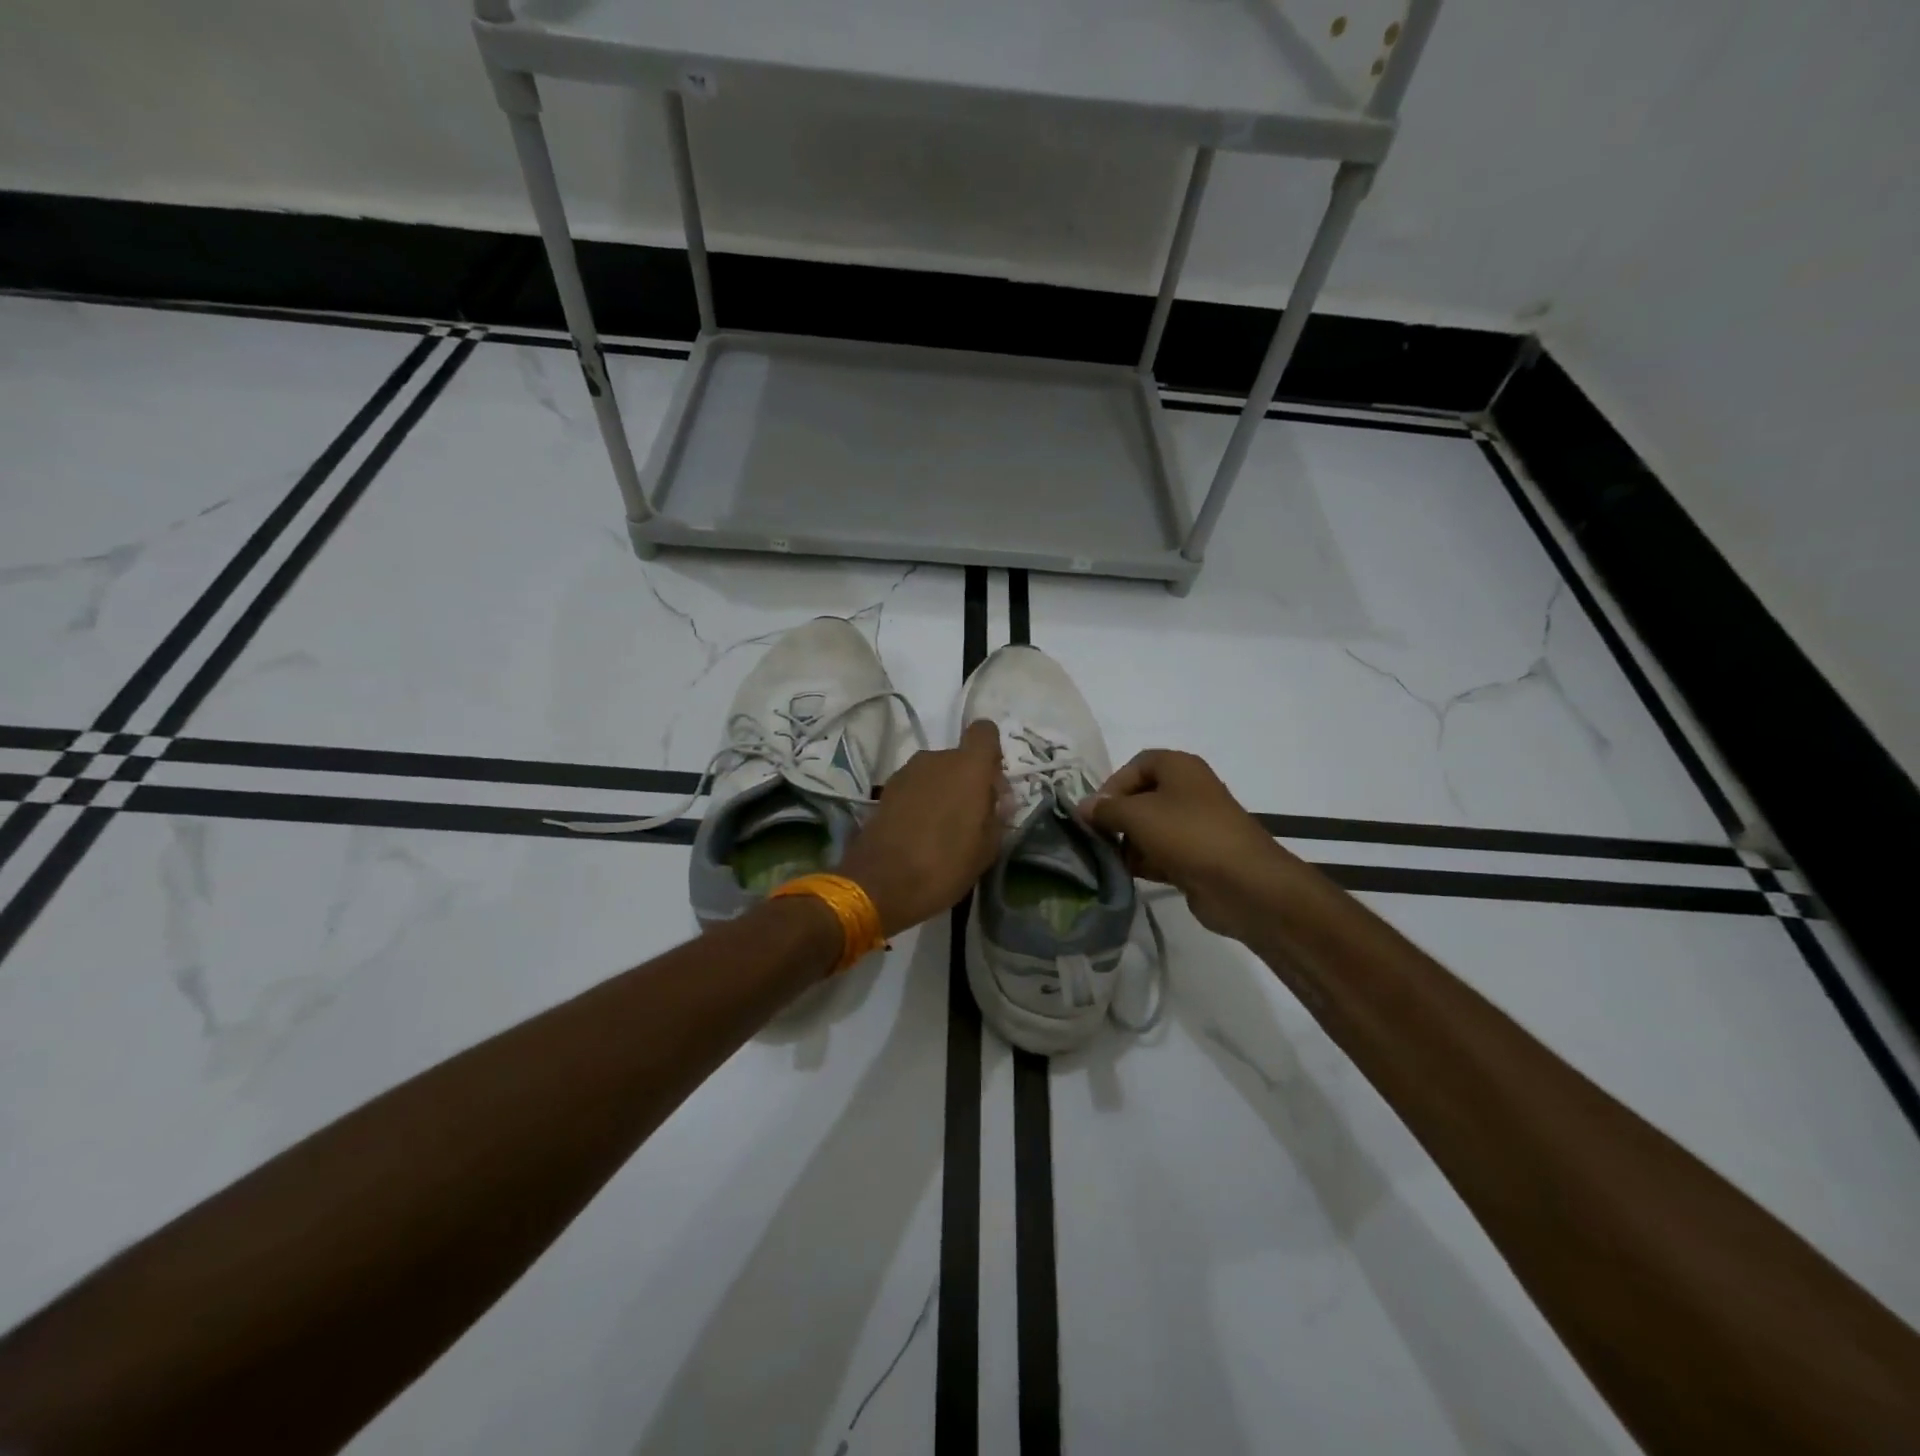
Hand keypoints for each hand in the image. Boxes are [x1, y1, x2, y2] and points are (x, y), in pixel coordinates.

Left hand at [838, 720, 1007, 935]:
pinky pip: (915, 786)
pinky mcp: (886, 789)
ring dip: (943, 791)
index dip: (991, 753)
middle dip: (968, 780)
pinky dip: (921, 801)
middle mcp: (936, 759)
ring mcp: (907, 772)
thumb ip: (997, 816)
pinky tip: (920, 832)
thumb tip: (995, 799)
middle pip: (960, 757)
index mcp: (968, 767)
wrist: (879, 884)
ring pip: (936, 772)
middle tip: (971, 817)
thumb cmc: (944, 866)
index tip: (991, 784)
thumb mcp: (987, 849)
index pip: (985, 732)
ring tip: (943, 829)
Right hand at [1077, 749, 1301, 941]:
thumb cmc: (1188, 835)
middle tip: (1097, 837)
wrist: (1243, 884)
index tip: (1095, 812)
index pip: (1136, 765)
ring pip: (1150, 828)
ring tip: (1109, 860)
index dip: (1112, 785)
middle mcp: (1188, 791)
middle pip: (1141, 797)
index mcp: (1179, 767)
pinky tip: (1127, 875)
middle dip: (1117, 817)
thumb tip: (1082, 807)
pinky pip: (1162, 853)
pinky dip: (1145, 861)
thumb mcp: (1137, 815)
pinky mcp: (1196, 857)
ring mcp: (1194, 825)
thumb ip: (1105, 809)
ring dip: (1128, 842)